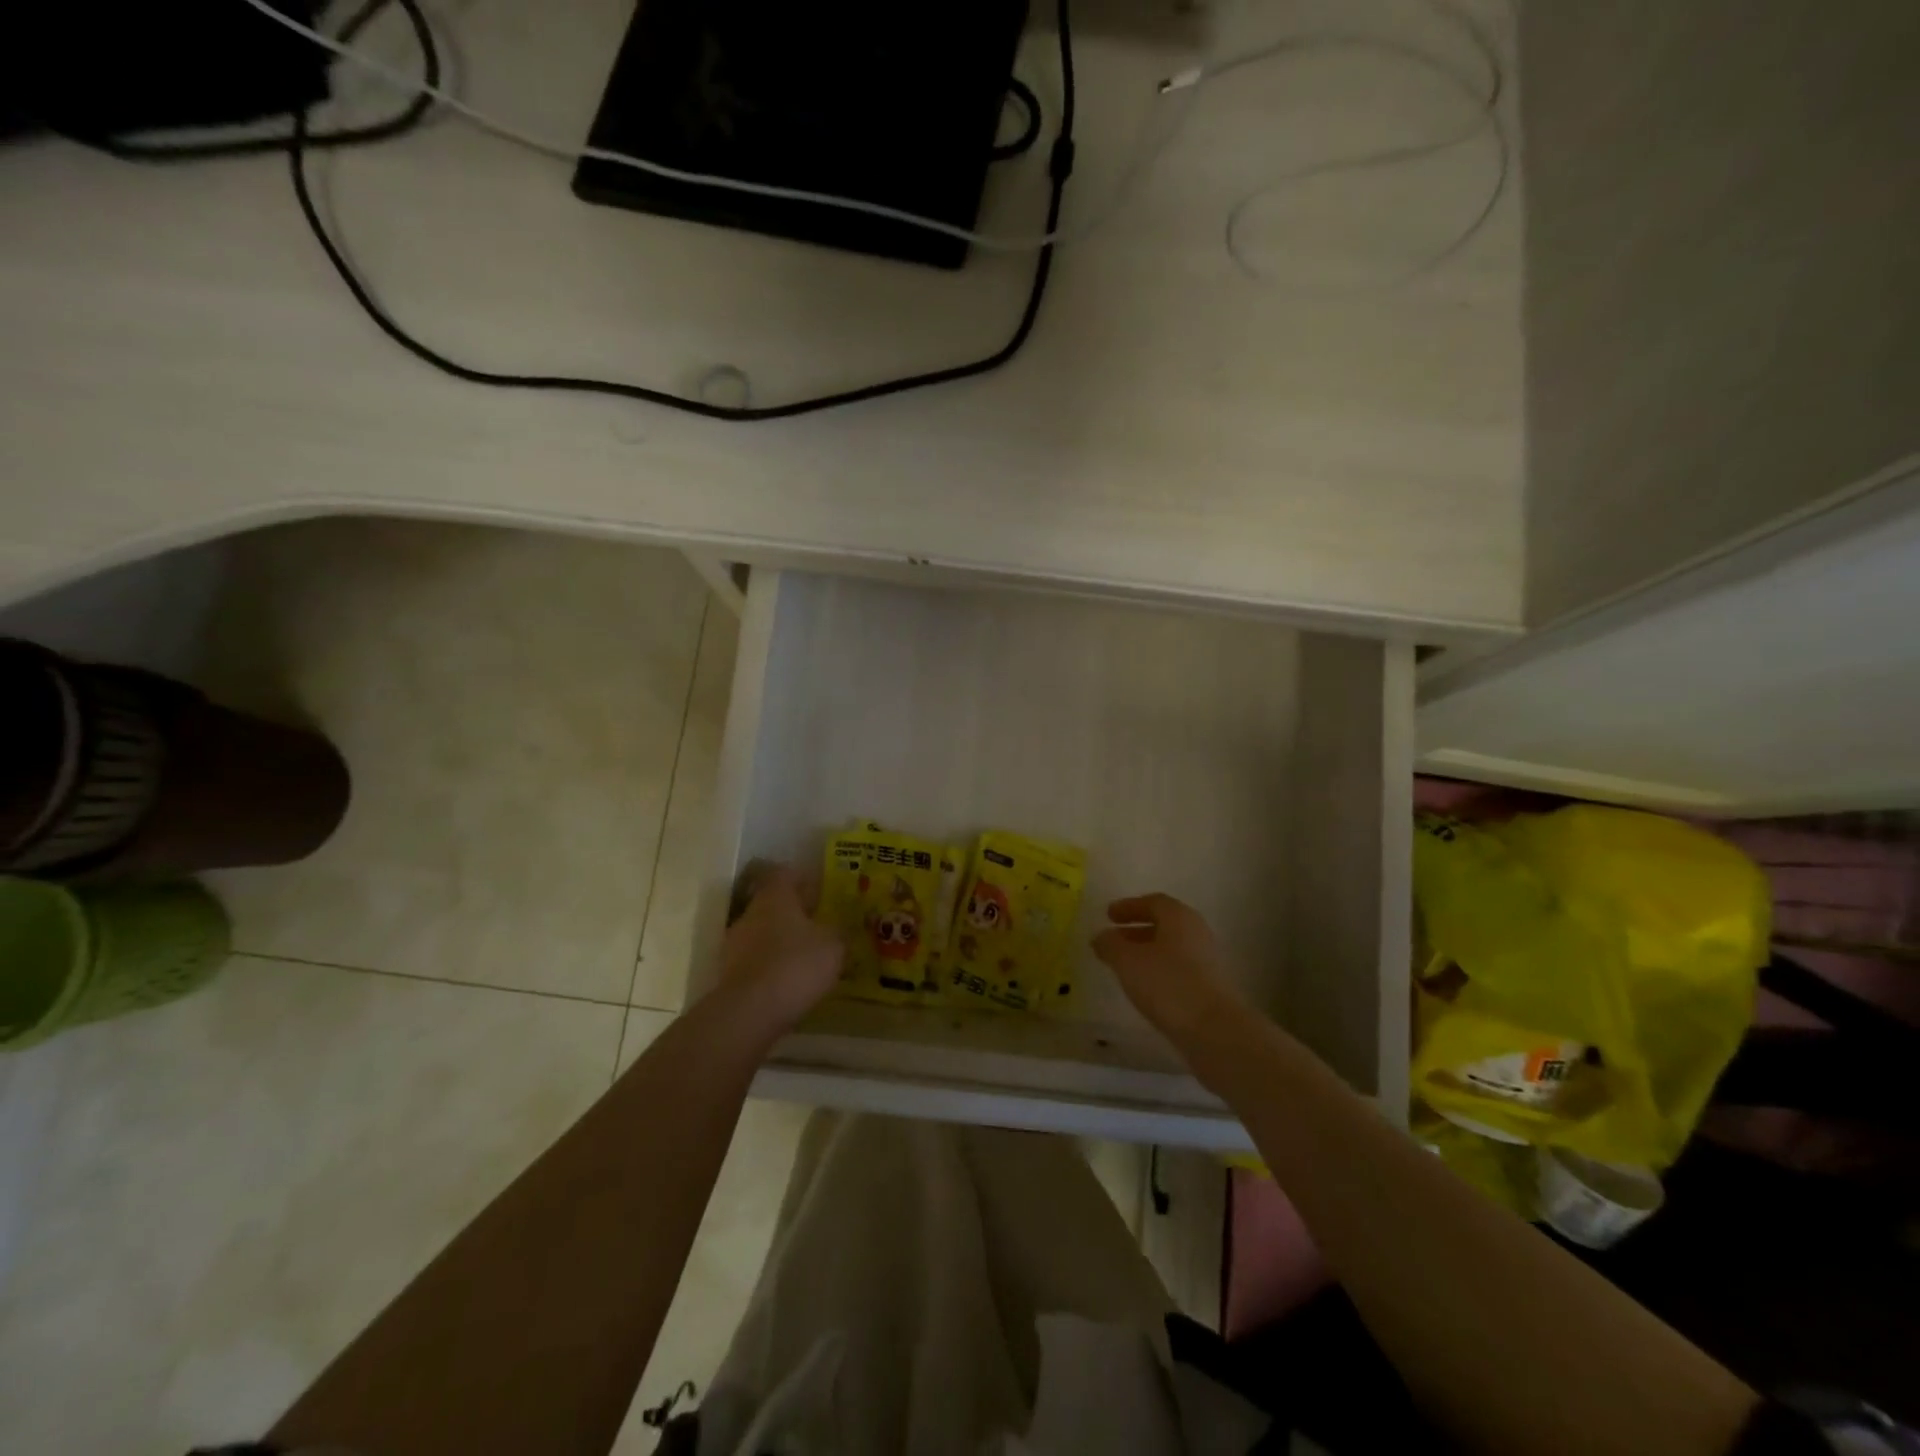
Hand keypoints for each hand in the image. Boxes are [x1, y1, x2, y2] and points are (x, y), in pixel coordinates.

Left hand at [714, 863, 844, 1040]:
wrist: (749, 1013)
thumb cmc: (795, 965)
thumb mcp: (833, 946)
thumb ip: (838, 932)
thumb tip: (840, 927)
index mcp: (775, 897)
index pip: (785, 874)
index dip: (803, 879)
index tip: (821, 890)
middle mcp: (750, 914)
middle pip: (773, 905)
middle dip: (795, 915)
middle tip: (820, 927)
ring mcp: (734, 945)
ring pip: (763, 935)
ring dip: (782, 943)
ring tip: (807, 960)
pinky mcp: (729, 975)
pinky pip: (756, 963)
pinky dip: (772, 969)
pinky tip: (790, 984)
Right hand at [1092, 893, 1248, 1049]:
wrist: (1214, 1029)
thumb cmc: (1167, 984)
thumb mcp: (1127, 961)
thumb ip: (1110, 945)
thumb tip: (1101, 936)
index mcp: (1179, 916)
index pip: (1153, 902)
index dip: (1129, 907)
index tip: (1108, 915)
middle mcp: (1196, 931)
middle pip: (1164, 924)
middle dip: (1136, 929)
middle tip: (1113, 938)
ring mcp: (1206, 959)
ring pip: (1171, 947)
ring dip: (1146, 951)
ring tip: (1123, 965)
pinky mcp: (1210, 985)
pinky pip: (1178, 967)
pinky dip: (1158, 969)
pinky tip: (1144, 986)